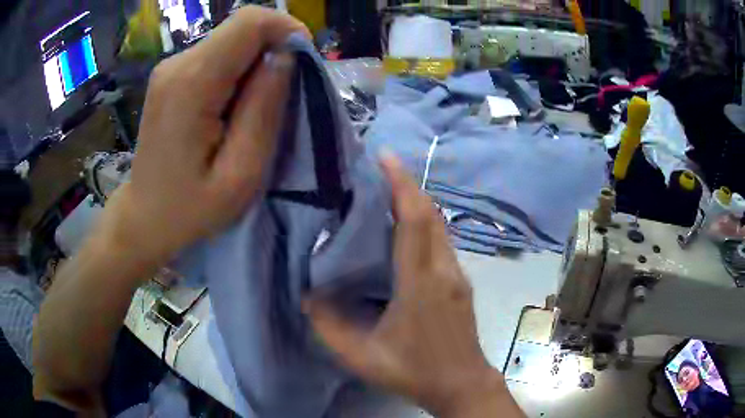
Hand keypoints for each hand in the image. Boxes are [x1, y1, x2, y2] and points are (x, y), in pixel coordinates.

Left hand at [100, 6, 308, 265]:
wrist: (145, 218)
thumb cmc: (191, 208)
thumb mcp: (240, 173)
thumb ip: (264, 109)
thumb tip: (285, 57)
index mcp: (193, 83)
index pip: (249, 22)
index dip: (286, 30)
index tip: (302, 64)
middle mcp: (178, 63)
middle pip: (241, 28)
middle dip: (273, 51)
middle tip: (280, 97)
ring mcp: (171, 68)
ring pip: (231, 41)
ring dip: (255, 65)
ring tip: (253, 111)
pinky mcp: (172, 76)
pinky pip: (217, 56)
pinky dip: (238, 72)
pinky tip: (232, 109)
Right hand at [304, 156, 523, 416]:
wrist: (461, 384)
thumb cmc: (412, 371)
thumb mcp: (361, 356)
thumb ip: (328, 326)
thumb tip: (309, 295)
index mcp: (421, 283)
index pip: (415, 220)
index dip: (401, 184)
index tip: (384, 157)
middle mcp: (445, 270)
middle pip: (431, 214)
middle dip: (406, 185)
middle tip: (378, 169)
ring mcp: (458, 275)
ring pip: (439, 225)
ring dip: (415, 202)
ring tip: (385, 193)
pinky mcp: (461, 281)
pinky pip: (441, 240)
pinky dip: (422, 223)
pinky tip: (402, 229)